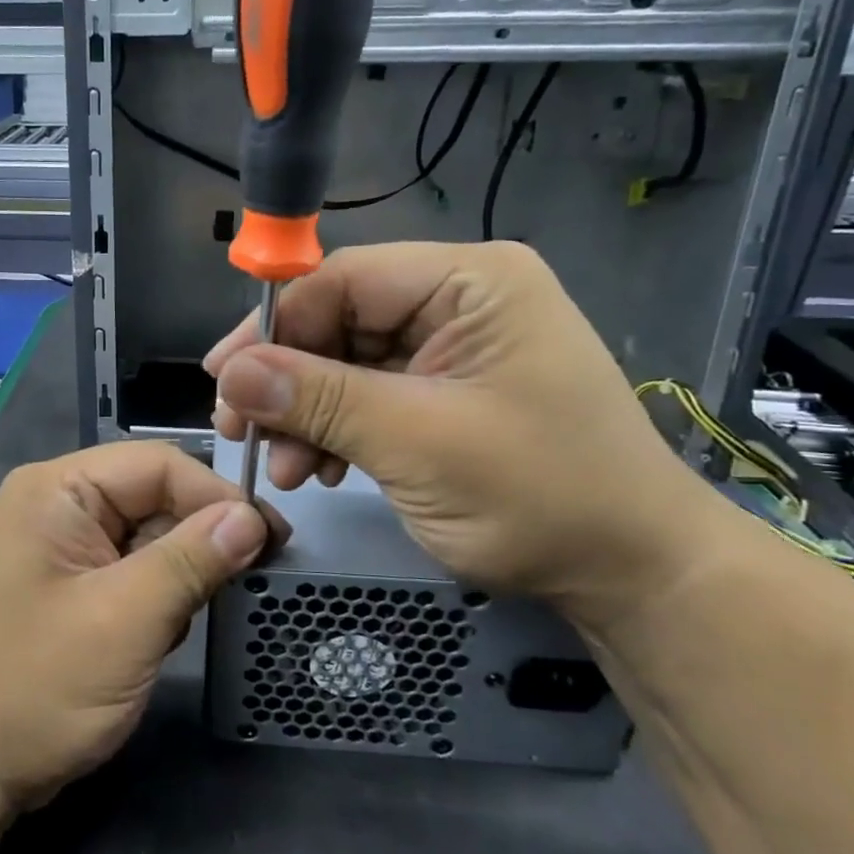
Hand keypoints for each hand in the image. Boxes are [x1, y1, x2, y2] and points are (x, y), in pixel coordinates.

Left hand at [0, 442, 279, 824]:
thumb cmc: (36, 688)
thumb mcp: (124, 621)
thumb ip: (190, 561)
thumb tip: (253, 518)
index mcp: (58, 490)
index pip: (158, 464)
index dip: (217, 496)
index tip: (270, 541)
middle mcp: (59, 504)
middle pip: (155, 495)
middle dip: (201, 537)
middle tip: (250, 578)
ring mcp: (63, 546)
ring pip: (150, 534)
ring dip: (181, 572)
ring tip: (189, 618)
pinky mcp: (72, 584)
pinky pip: (133, 568)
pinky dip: (159, 596)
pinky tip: (161, 634)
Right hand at [205, 241, 713, 620]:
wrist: (631, 575)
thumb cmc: (541, 496)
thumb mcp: (417, 442)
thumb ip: (320, 399)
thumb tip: (232, 373)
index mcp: (471, 282)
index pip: (344, 279)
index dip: (275, 325)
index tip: (222, 378)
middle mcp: (459, 302)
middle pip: (339, 322)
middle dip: (287, 382)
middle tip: (240, 432)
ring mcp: (451, 350)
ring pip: (345, 364)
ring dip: (305, 414)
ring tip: (284, 469)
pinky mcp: (444, 393)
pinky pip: (367, 396)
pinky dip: (334, 431)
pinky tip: (317, 468)